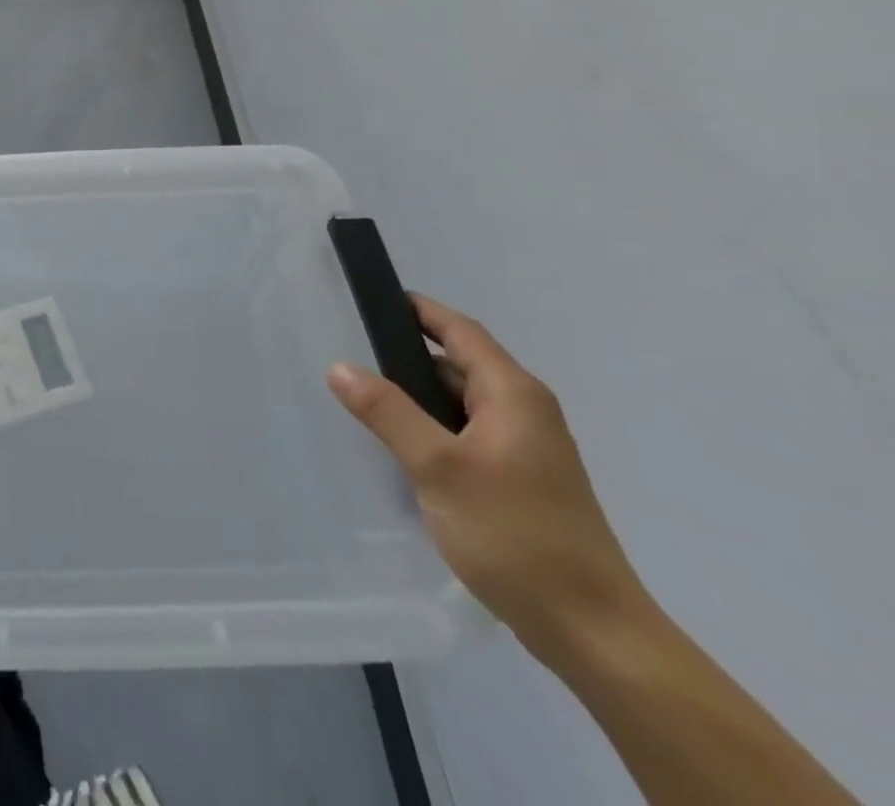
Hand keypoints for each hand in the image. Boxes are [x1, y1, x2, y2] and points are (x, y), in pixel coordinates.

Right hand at [327, 295, 648, 660]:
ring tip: (363, 400)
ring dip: (416, 397)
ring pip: (459, 404)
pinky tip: (401, 449)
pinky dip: (432, 429)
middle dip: (406, 356)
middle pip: (458, 364)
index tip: (372, 298)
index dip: (418, 310)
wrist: (593, 634)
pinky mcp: (520, 482)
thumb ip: (387, 412)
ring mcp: (525, 450)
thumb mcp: (438, 467)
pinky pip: (465, 435)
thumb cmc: (516, 535)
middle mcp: (524, 413)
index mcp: (513, 395)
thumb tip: (340, 366)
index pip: (460, 331)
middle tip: (350, 353)